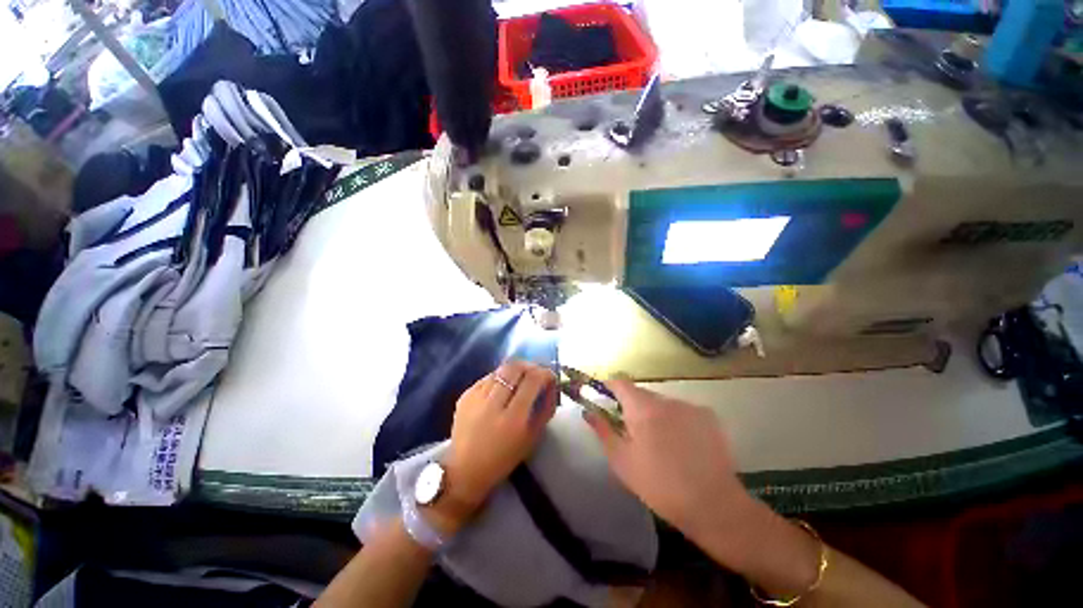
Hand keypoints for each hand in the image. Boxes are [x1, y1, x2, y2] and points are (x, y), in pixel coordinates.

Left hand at [427, 360, 557, 534]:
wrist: (464, 470)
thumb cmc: (503, 459)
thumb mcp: (532, 438)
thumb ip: (545, 409)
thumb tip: (550, 386)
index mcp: (513, 418)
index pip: (533, 380)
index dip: (545, 373)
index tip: (550, 376)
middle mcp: (494, 404)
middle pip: (515, 368)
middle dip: (530, 366)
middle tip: (536, 372)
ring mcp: (476, 397)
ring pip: (501, 370)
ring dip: (515, 370)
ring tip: (520, 377)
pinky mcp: (465, 395)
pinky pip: (487, 377)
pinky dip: (500, 378)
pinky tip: (502, 387)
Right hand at [584, 380, 820, 592]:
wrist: (713, 506)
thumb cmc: (659, 485)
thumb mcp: (622, 461)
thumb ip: (603, 430)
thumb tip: (588, 411)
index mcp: (642, 408)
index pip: (620, 383)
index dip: (609, 386)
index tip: (603, 397)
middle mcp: (667, 400)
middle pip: (642, 394)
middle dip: (633, 406)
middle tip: (632, 432)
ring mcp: (690, 406)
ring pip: (663, 403)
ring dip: (656, 414)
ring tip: (660, 443)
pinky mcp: (709, 416)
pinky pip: (683, 411)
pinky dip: (676, 420)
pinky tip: (683, 445)